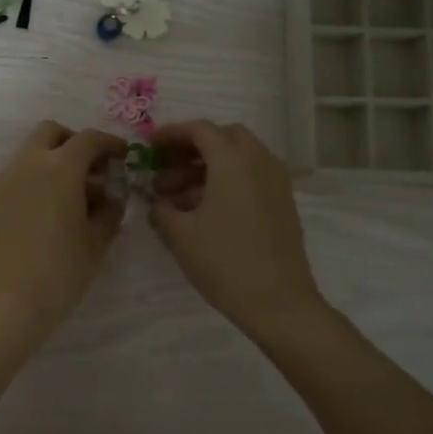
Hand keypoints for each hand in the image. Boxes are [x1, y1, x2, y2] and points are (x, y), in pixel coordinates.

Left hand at [0, 122, 128, 340]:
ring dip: (53, 159)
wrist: (3, 302)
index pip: (89, 139)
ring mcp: (4, 179)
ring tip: (72, 195)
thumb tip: (111, 197)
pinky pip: (17, 173)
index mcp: (60, 167)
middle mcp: (28, 162)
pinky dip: (35, 177)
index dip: (110, 144)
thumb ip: (109, 211)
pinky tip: (48, 209)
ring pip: (31, 151)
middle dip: (75, 143)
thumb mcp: (96, 242)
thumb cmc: (59, 272)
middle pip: (52, 133)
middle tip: (93, 170)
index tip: (122, 156)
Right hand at [145, 120, 321, 336]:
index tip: (149, 146)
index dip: (171, 133)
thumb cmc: (224, 262)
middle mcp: (259, 162)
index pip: (200, 130)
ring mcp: (276, 182)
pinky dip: (227, 180)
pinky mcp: (282, 203)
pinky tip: (205, 210)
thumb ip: (161, 209)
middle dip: (193, 148)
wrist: (278, 302)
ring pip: (239, 158)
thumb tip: (157, 201)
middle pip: (224, 137)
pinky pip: (251, 176)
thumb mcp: (180, 234)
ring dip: (208, 167)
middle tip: (167, 168)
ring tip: (178, 197)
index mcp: (233, 161)